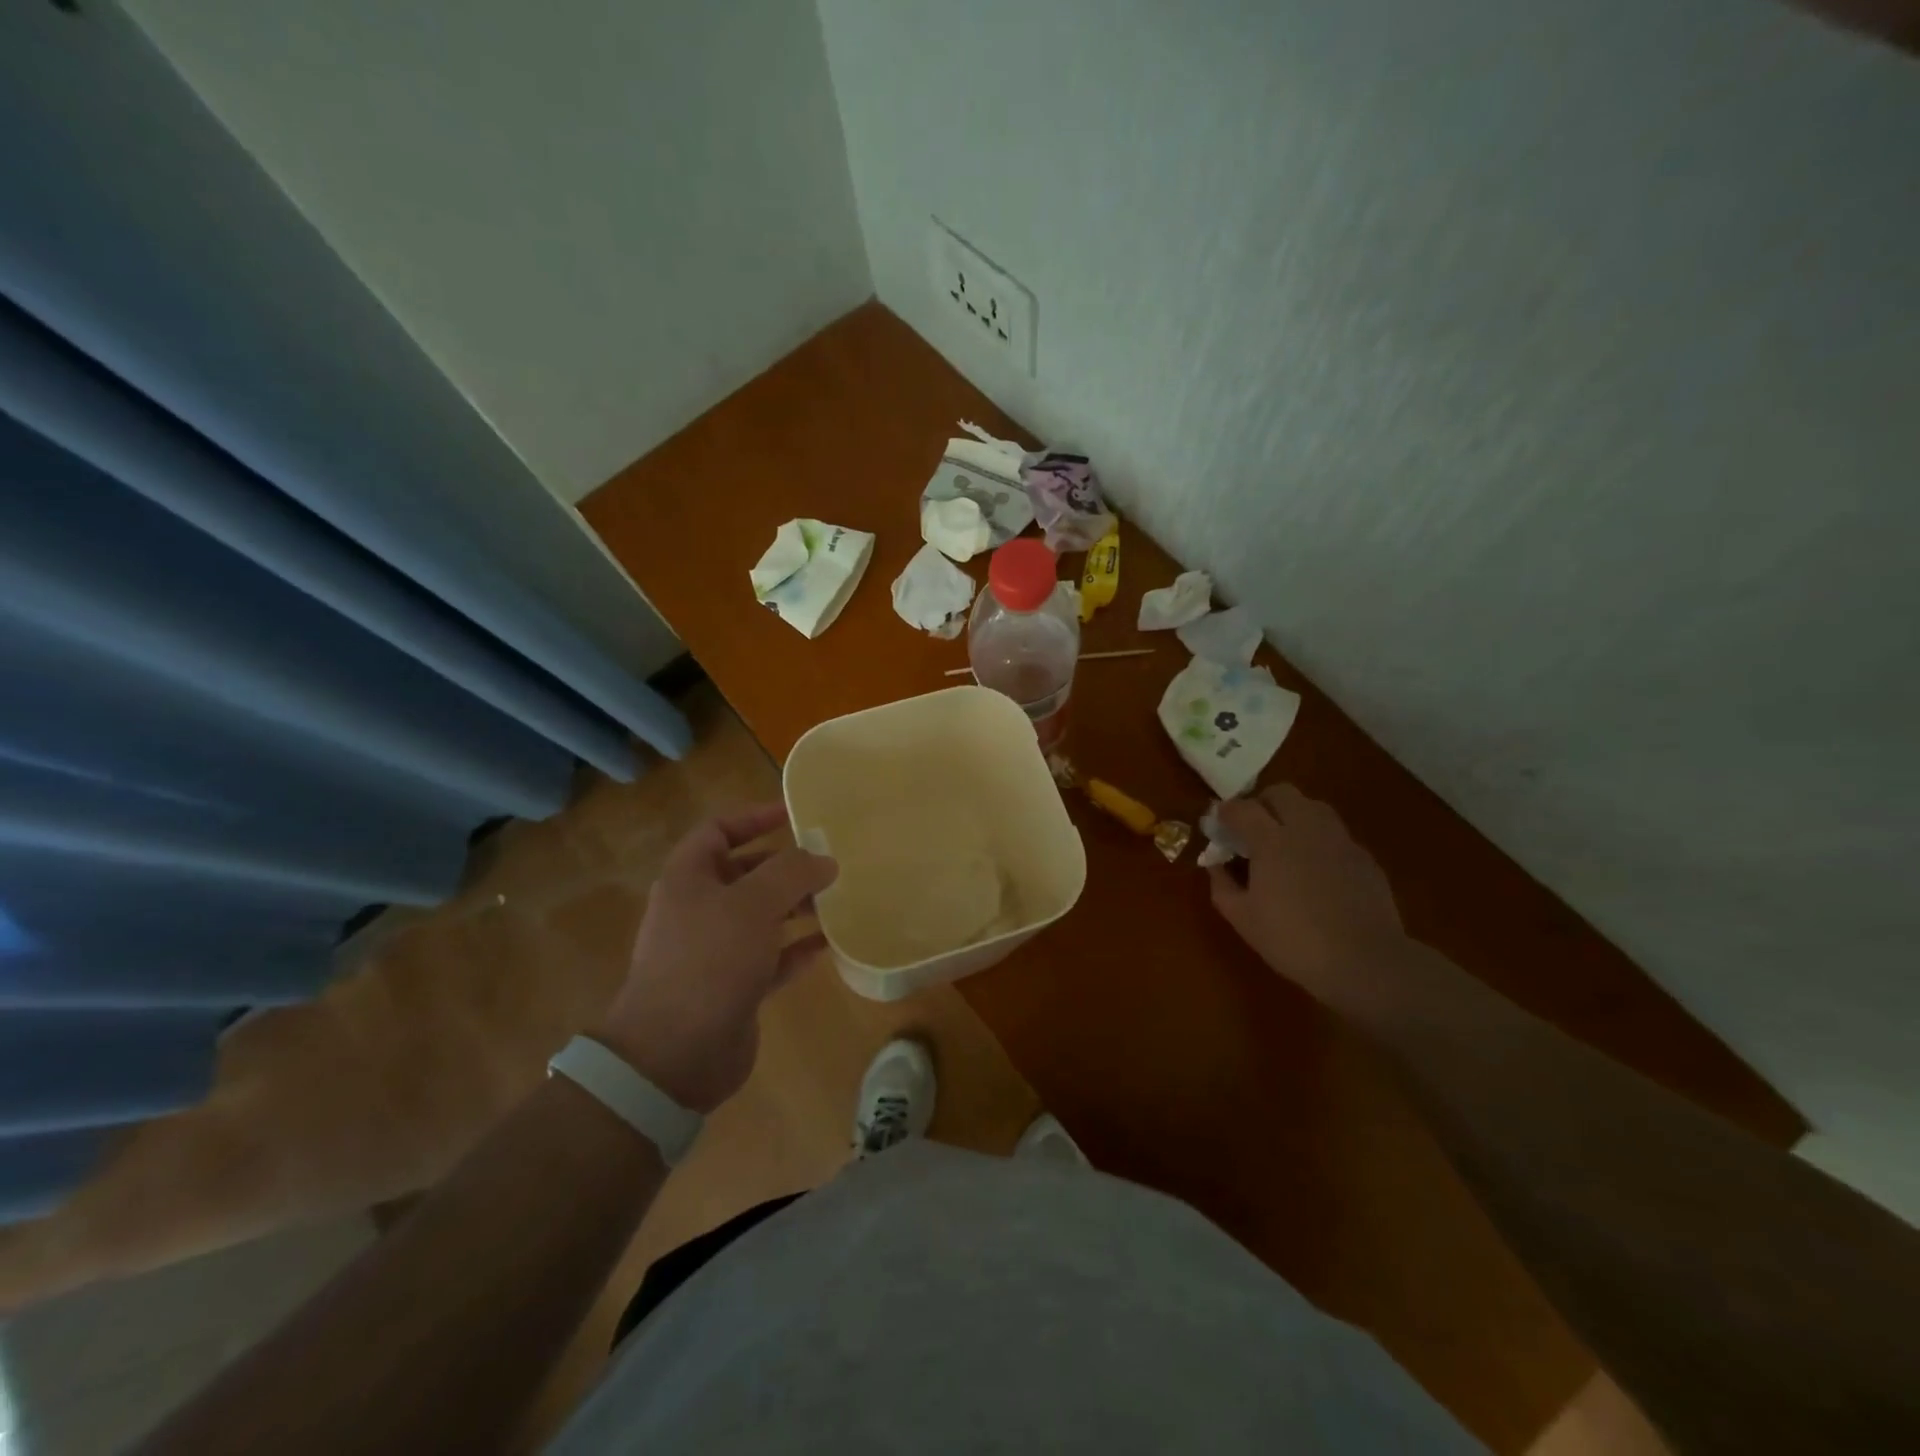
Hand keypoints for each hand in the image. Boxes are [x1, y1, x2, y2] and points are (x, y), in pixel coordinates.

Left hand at [592, 803, 837, 1113]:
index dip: (753, 817)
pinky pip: (771, 958)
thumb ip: (792, 873)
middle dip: (784, 866)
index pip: (718, 831)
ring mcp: (715, 952)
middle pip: (744, 874)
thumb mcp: (753, 903)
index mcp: (688, 879)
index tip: (794, 815)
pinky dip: (796, 948)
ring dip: (795, 907)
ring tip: (835, 900)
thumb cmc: (709, 961)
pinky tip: (829, 944)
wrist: (674, 1054)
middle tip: (826, 862)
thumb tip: (824, 860)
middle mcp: (698, 910)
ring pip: (760, 917)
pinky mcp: (733, 988)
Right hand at [1208, 785, 1407, 1009]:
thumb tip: (1216, 865)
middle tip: (1251, 829)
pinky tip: (1315, 870)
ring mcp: (1340, 840)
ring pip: (1313, 807)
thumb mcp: (1243, 918)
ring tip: (1284, 844)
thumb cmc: (1293, 940)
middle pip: (1281, 793)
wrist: (1365, 962)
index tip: (1217, 825)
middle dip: (1261, 803)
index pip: (1242, 807)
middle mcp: (1306, 829)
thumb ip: (1222, 885)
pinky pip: (1335, 834)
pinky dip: (1318, 840)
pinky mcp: (1364, 857)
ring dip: (1293, 815)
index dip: (1225, 812)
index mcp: (1271, 840)